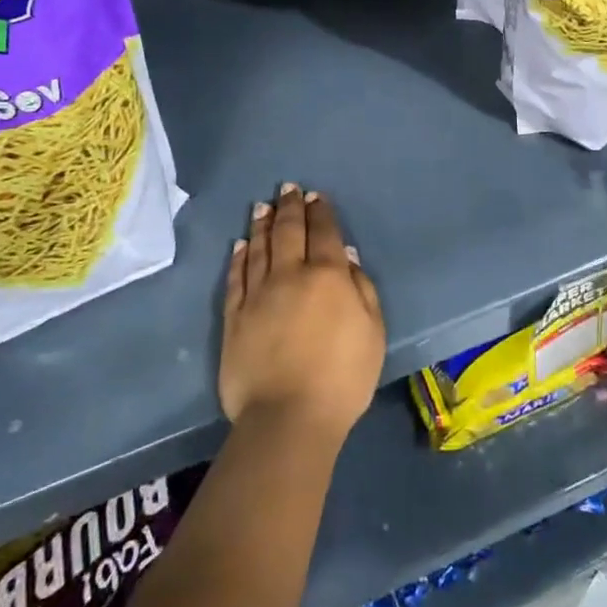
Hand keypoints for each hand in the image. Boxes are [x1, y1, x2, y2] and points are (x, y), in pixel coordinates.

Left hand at [219, 184, 386, 444]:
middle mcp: (291, 275)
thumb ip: (362, 289)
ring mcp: (258, 294)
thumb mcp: (373, 331)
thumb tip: (346, 257)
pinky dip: (239, 257)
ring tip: (262, 206)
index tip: (317, 196)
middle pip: (289, 232)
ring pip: (260, 248)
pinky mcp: (234, 316)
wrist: (288, 417)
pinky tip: (241, 244)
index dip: (321, 212)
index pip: (325, 234)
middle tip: (288, 189)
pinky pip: (236, 277)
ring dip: (263, 224)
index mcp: (329, 276)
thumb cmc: (343, 376)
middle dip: (290, 207)